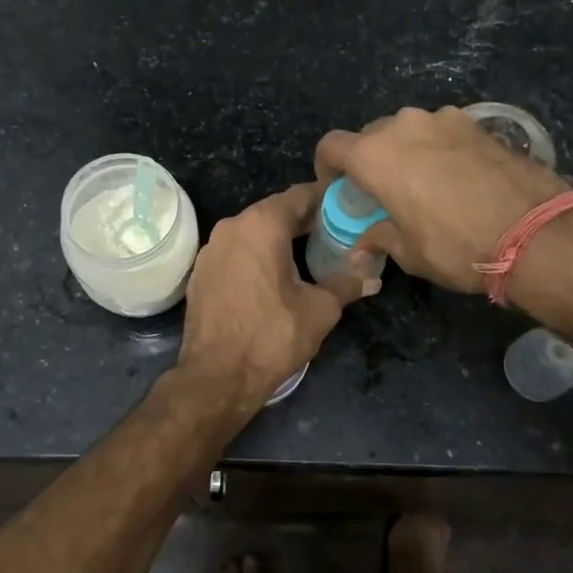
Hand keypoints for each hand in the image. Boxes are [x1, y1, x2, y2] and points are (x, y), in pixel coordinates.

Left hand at [176, 182, 361, 414]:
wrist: (216, 377)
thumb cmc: (272, 337)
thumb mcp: (320, 310)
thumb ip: (346, 285)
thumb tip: (372, 278)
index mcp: (262, 225)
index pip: (300, 195)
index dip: (326, 199)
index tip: (348, 208)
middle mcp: (232, 227)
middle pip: (275, 211)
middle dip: (304, 221)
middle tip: (335, 233)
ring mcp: (211, 249)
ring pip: (253, 232)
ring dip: (279, 239)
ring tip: (308, 255)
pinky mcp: (200, 272)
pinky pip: (236, 252)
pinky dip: (257, 256)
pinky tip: (274, 276)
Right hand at [315, 106, 568, 295]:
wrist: (538, 234)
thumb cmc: (458, 246)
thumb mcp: (410, 253)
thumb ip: (379, 240)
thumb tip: (360, 248)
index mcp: (377, 155)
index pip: (332, 146)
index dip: (327, 168)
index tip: (338, 191)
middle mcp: (405, 126)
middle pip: (371, 136)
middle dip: (369, 162)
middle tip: (382, 193)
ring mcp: (445, 119)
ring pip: (410, 131)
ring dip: (406, 153)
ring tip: (423, 185)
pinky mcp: (479, 123)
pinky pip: (443, 132)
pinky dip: (438, 150)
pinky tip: (457, 179)